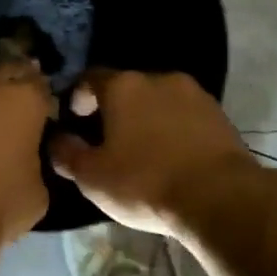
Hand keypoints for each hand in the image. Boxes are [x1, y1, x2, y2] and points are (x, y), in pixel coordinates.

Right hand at [50, 70, 261, 237]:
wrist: (220, 197)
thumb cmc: (145, 182)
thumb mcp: (91, 176)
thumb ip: (66, 153)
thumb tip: (56, 140)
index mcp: (122, 86)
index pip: (89, 78)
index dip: (77, 97)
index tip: (74, 120)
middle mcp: (158, 78)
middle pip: (126, 88)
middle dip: (114, 109)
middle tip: (106, 139)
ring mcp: (194, 94)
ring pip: (158, 100)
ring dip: (146, 118)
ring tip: (141, 149)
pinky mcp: (220, 114)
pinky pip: (184, 115)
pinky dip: (172, 129)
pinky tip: (170, 155)